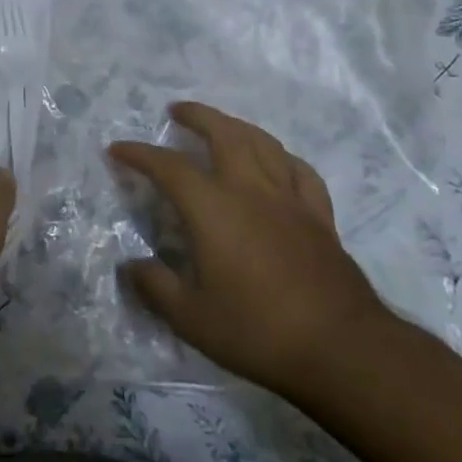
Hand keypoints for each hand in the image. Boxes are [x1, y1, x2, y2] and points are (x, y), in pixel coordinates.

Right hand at [110, 101, 396, 396]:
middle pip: (225, 134)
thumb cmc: (259, 331)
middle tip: (176, 111)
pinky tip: (276, 161)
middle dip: (198, 116)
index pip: (169, 167)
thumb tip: (132, 267)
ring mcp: (290, 201)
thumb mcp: (192, 318)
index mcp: (213, 209)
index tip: (118, 149)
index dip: (140, 154)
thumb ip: (156, 287)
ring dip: (237, 126)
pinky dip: (282, 157)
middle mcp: (251, 191)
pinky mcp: (320, 218)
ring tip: (222, 125)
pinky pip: (300, 172)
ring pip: (264, 144)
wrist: (343, 350)